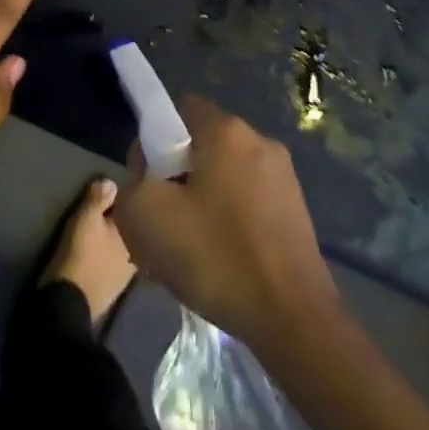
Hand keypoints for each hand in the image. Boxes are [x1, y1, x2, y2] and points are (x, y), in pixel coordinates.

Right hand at [112, 96, 338, 348]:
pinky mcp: (295, 211)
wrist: (293, 319)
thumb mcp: (145, 214)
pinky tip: (216, 261)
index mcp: (226, 131)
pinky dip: (225, 220)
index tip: (149, 180)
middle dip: (175, 176)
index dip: (154, 139)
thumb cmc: (215, 255)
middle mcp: (259, 142)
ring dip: (199, 202)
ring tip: (186, 248)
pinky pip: (245, 202)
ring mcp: (283, 177)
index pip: (178, 109)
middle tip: (161, 220)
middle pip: (199, 146)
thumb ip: (133, 178)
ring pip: (221, 177)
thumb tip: (148, 173)